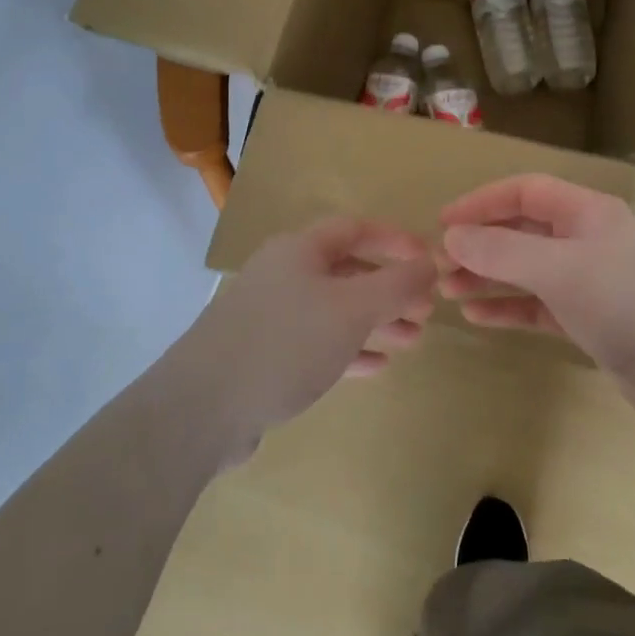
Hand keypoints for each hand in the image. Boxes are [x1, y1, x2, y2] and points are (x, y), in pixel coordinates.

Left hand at [182, 217, 437, 448]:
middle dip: (390, 289)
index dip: (395, 240)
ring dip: (375, 322)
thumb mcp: (352, 309)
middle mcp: (283, 274)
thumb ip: (396, 284)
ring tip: (413, 341)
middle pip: (346, 272)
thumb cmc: (286, 343)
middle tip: (426, 311)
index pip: (355, 228)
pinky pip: (316, 343)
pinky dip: (349, 349)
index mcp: (299, 250)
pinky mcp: (263, 355)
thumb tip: (430, 263)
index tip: (429, 260)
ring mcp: (270, 316)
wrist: (204, 407)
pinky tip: (377, 366)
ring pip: (334, 311)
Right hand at [438, 174, 634, 432]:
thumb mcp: (559, 271)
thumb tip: (452, 237)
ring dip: (488, 276)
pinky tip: (476, 317)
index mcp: (588, 213)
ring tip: (447, 290)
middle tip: (438, 263)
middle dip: (480, 244)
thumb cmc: (626, 305)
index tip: (443, 222)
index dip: (481, 202)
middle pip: (523, 229)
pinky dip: (510, 307)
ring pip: (528, 269)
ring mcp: (591, 280)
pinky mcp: (591, 318)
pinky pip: (540, 304)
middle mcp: (589, 239)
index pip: (525, 191)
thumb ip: (501, 251)